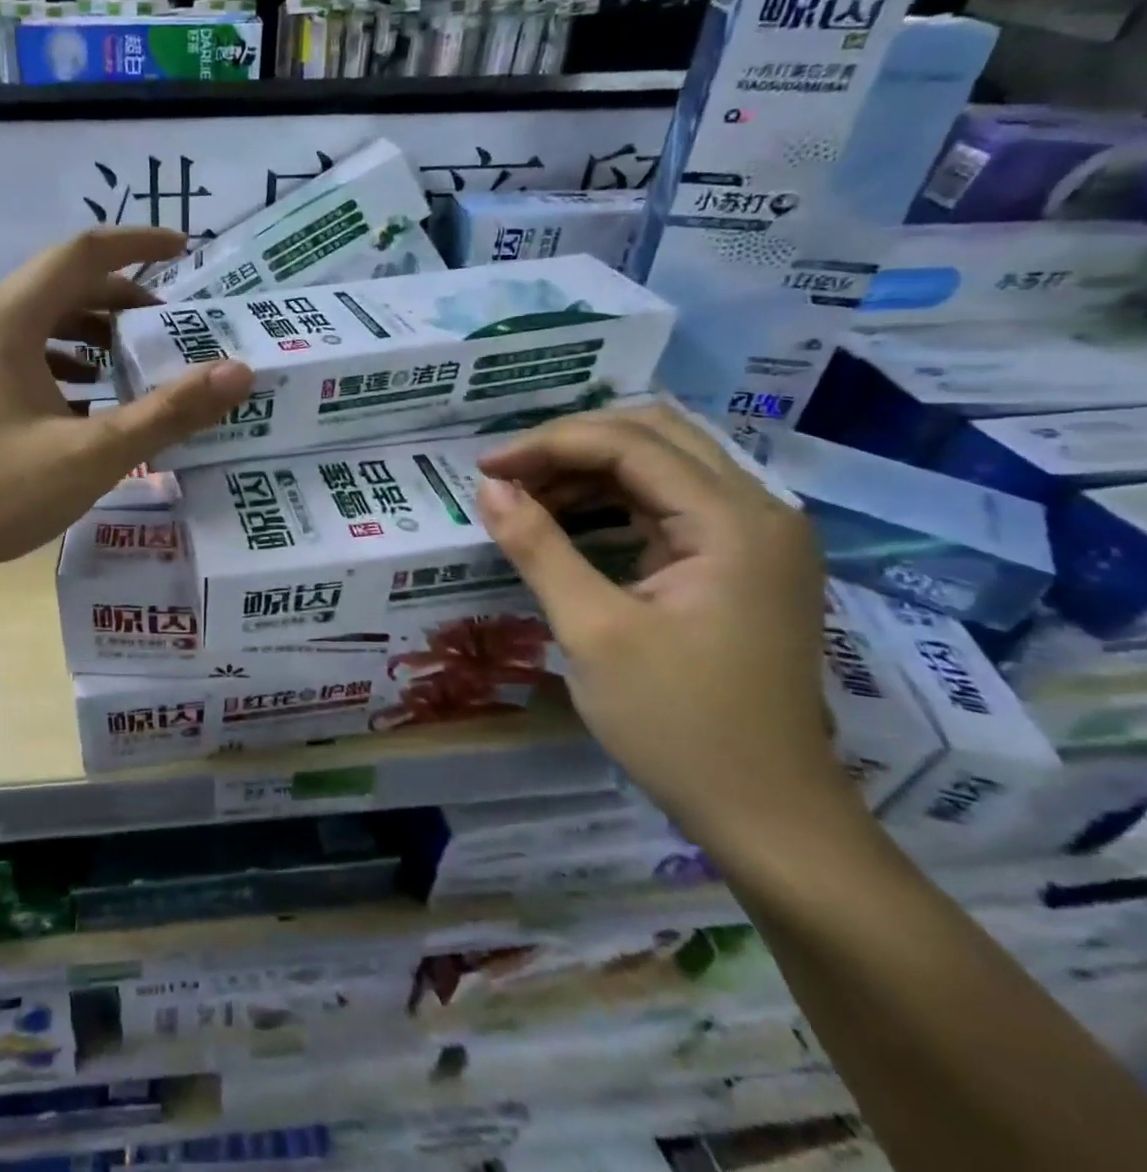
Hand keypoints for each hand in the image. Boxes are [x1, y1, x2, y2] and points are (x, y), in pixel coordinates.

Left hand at [0, 227, 253, 593]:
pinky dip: (59, 362)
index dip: (138, 245)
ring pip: (37, 320)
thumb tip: (239, 372)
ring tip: (135, 362)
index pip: (82, 254)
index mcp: (3, 318)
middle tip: (170, 327)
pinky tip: (84, 399)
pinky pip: (16, 351)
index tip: (185, 249)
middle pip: (60, 286)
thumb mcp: (91, 456)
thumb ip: (168, 412)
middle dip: (120, 300)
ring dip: (90, 333)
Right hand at [475, 404, 845, 841]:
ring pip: (664, 465)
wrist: (768, 815)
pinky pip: (671, 504)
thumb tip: (488, 487)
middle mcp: (758, 512)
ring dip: (590, 469)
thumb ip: (538, 547)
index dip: (548, 445)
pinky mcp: (742, 563)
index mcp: (734, 522)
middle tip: (507, 473)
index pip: (631, 445)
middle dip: (572, 444)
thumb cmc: (679, 724)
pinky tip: (569, 519)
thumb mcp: (593, 630)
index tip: (483, 469)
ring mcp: (756, 538)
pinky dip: (614, 500)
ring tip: (526, 495)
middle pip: (656, 436)